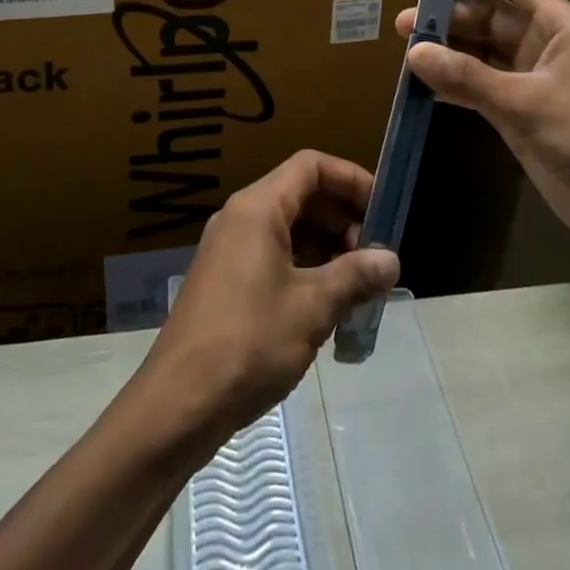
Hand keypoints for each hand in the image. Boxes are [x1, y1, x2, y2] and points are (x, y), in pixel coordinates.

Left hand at [143, 150, 398, 440]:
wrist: (178, 403)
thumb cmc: (249, 343)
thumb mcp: (312, 308)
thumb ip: (354, 277)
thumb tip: (391, 260)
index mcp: (257, 208)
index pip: (311, 166)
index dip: (350, 178)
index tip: (383, 208)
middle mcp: (239, 217)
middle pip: (300, 194)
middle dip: (342, 218)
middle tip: (375, 256)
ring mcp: (228, 249)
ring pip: (287, 228)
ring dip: (326, 247)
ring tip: (358, 285)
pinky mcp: (224, 280)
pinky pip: (272, 255)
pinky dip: (304, 267)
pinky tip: (327, 306)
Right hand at [396, 0, 569, 263]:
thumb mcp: (527, 103)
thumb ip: (469, 77)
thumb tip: (415, 52)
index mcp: (561, 27)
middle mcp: (546, 47)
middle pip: (492, 18)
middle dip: (451, 18)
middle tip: (405, 24)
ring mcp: (534, 82)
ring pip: (484, 54)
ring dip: (450, 52)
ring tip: (407, 53)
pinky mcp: (524, 114)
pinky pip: (482, 88)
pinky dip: (456, 85)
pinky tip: (426, 88)